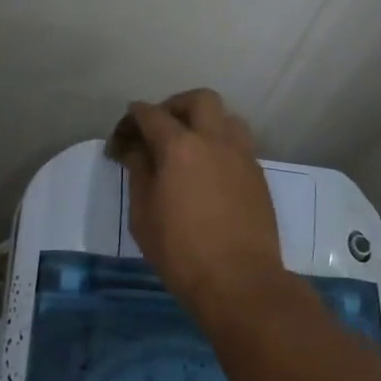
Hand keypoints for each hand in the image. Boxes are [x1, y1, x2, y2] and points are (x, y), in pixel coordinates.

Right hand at [107, 89, 283, 306]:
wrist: (239, 280)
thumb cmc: (181, 252)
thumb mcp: (143, 216)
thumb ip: (139, 173)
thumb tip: (137, 150)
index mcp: (180, 146)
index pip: (151, 115)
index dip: (132, 118)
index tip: (122, 135)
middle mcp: (215, 139)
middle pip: (199, 99)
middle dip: (175, 106)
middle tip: (160, 128)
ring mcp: (242, 155)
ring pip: (227, 117)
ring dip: (206, 121)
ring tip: (190, 146)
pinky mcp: (258, 174)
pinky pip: (239, 144)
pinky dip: (221, 145)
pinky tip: (209, 171)